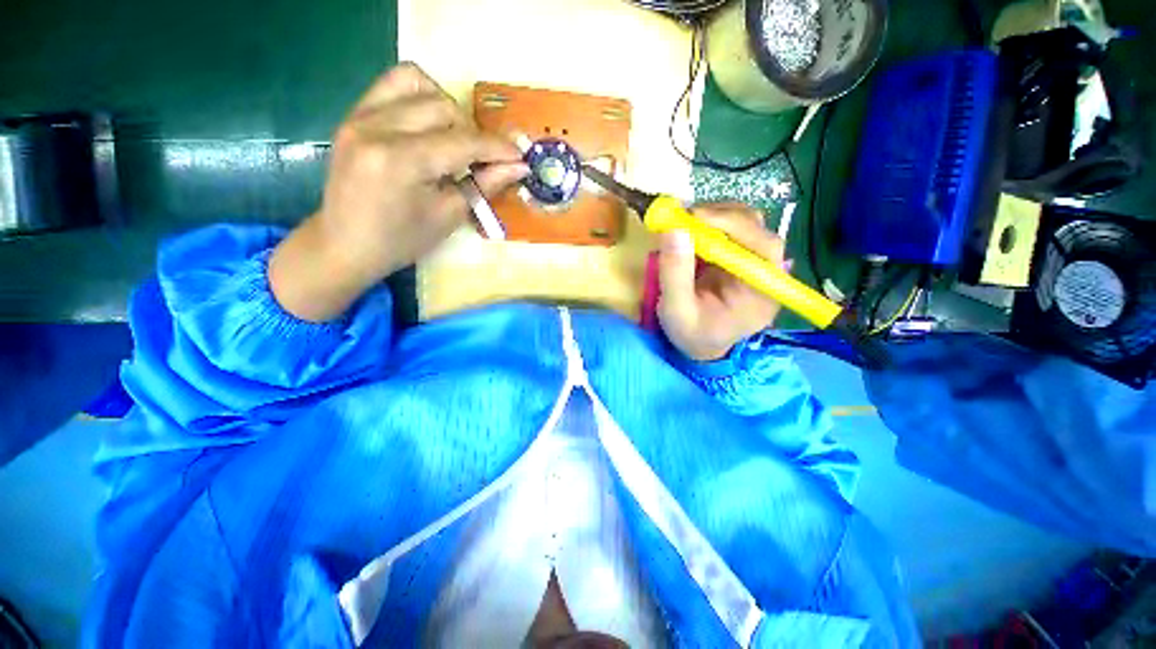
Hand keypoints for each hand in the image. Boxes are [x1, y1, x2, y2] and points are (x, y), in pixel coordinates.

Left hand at [270, 63, 527, 321]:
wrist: (345, 244)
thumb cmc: (401, 241)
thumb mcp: (448, 217)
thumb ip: (484, 185)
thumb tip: (517, 166)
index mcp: (402, 161)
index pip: (463, 142)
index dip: (497, 148)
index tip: (519, 157)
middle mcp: (378, 127)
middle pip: (444, 108)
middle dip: (473, 133)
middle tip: (482, 160)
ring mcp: (360, 116)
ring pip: (419, 84)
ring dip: (447, 109)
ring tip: (453, 139)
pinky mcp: (353, 115)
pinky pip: (392, 85)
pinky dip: (419, 97)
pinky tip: (428, 124)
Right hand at [658, 204, 785, 361]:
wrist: (700, 345)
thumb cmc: (692, 335)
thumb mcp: (676, 311)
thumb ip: (675, 274)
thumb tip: (674, 229)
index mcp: (762, 291)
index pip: (763, 246)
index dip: (733, 225)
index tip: (695, 217)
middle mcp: (765, 271)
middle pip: (757, 228)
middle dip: (719, 216)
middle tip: (682, 217)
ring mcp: (751, 261)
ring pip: (744, 223)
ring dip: (713, 217)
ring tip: (683, 224)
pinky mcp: (737, 256)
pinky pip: (728, 230)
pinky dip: (707, 224)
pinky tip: (688, 232)